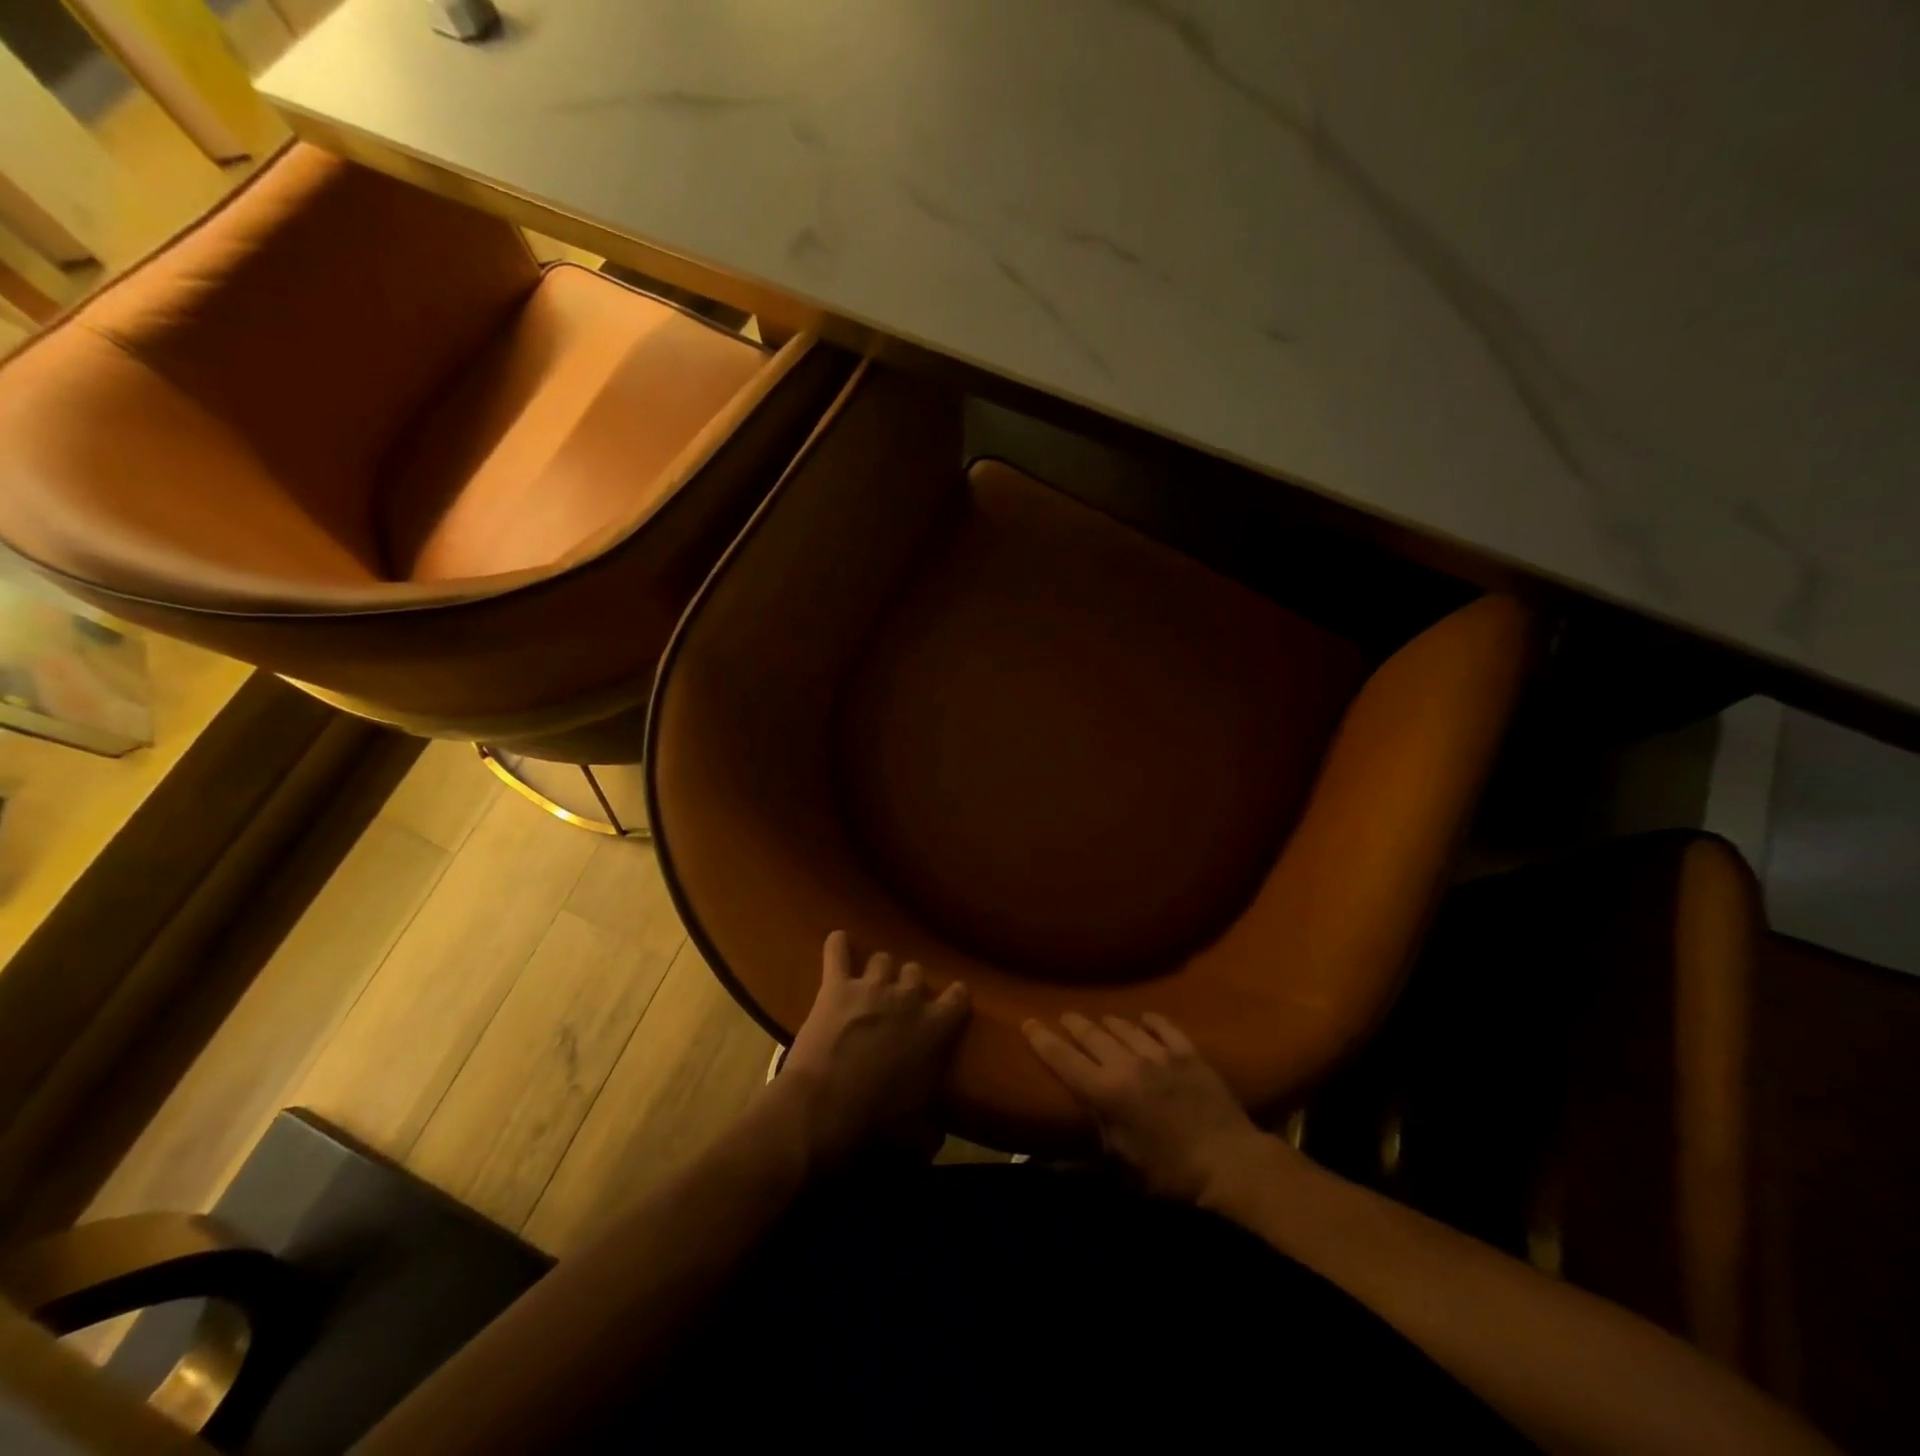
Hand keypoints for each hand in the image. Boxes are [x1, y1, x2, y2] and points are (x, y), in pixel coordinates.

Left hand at [777, 930, 970, 1166]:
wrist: (824, 1109)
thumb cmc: (877, 1123)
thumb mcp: (919, 1129)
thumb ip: (933, 1121)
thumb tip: (936, 1133)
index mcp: (935, 1027)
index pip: (959, 997)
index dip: (955, 998)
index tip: (951, 1003)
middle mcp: (908, 998)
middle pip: (915, 972)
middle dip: (909, 985)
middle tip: (899, 1004)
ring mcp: (871, 987)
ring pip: (883, 959)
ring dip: (880, 971)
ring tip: (871, 983)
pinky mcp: (836, 986)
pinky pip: (837, 951)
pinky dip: (838, 945)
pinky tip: (838, 940)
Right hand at [1023, 1011, 1271, 1202]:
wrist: (1229, 1164)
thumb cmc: (1169, 1177)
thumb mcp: (1120, 1171)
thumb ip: (1084, 1158)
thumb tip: (1048, 1163)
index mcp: (1104, 1092)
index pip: (1063, 1059)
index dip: (1042, 1039)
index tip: (1027, 1022)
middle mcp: (1126, 1064)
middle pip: (1091, 1035)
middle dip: (1073, 1024)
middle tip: (1064, 1017)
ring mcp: (1159, 1054)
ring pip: (1125, 1027)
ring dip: (1109, 1023)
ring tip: (1101, 1021)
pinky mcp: (1188, 1053)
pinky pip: (1164, 1027)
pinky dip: (1150, 1021)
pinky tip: (1145, 1019)